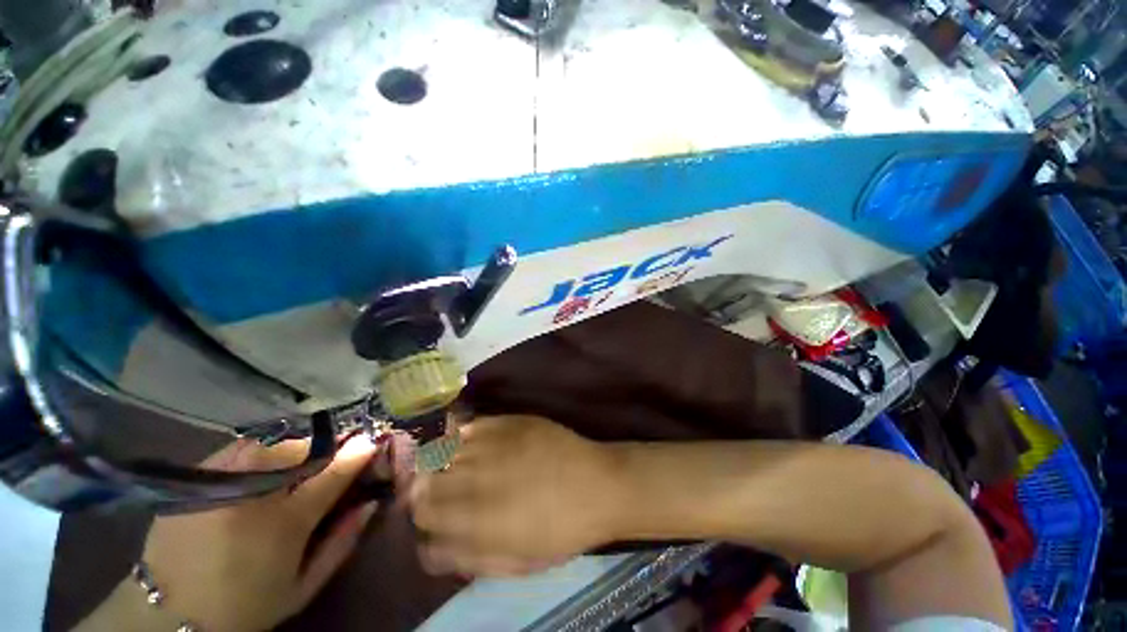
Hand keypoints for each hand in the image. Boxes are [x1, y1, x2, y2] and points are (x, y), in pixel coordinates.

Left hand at [101, 434, 385, 631]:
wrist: (167, 616)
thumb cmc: (245, 605)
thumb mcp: (303, 586)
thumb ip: (342, 542)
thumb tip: (370, 502)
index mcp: (284, 522)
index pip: (335, 469)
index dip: (357, 451)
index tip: (371, 440)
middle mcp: (254, 491)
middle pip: (305, 449)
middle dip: (325, 450)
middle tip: (330, 461)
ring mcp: (221, 479)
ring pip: (274, 443)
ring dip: (294, 451)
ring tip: (294, 468)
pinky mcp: (196, 476)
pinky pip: (242, 448)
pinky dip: (260, 453)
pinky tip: (259, 471)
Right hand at [409, 416, 621, 576]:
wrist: (597, 485)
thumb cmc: (560, 531)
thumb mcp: (513, 562)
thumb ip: (468, 556)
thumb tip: (432, 549)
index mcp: (475, 520)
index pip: (423, 513)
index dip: (420, 513)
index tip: (426, 513)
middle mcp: (476, 478)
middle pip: (427, 480)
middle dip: (423, 488)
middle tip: (432, 489)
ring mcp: (493, 445)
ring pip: (444, 451)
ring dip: (439, 461)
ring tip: (446, 465)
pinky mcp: (510, 422)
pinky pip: (472, 426)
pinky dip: (462, 435)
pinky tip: (468, 442)